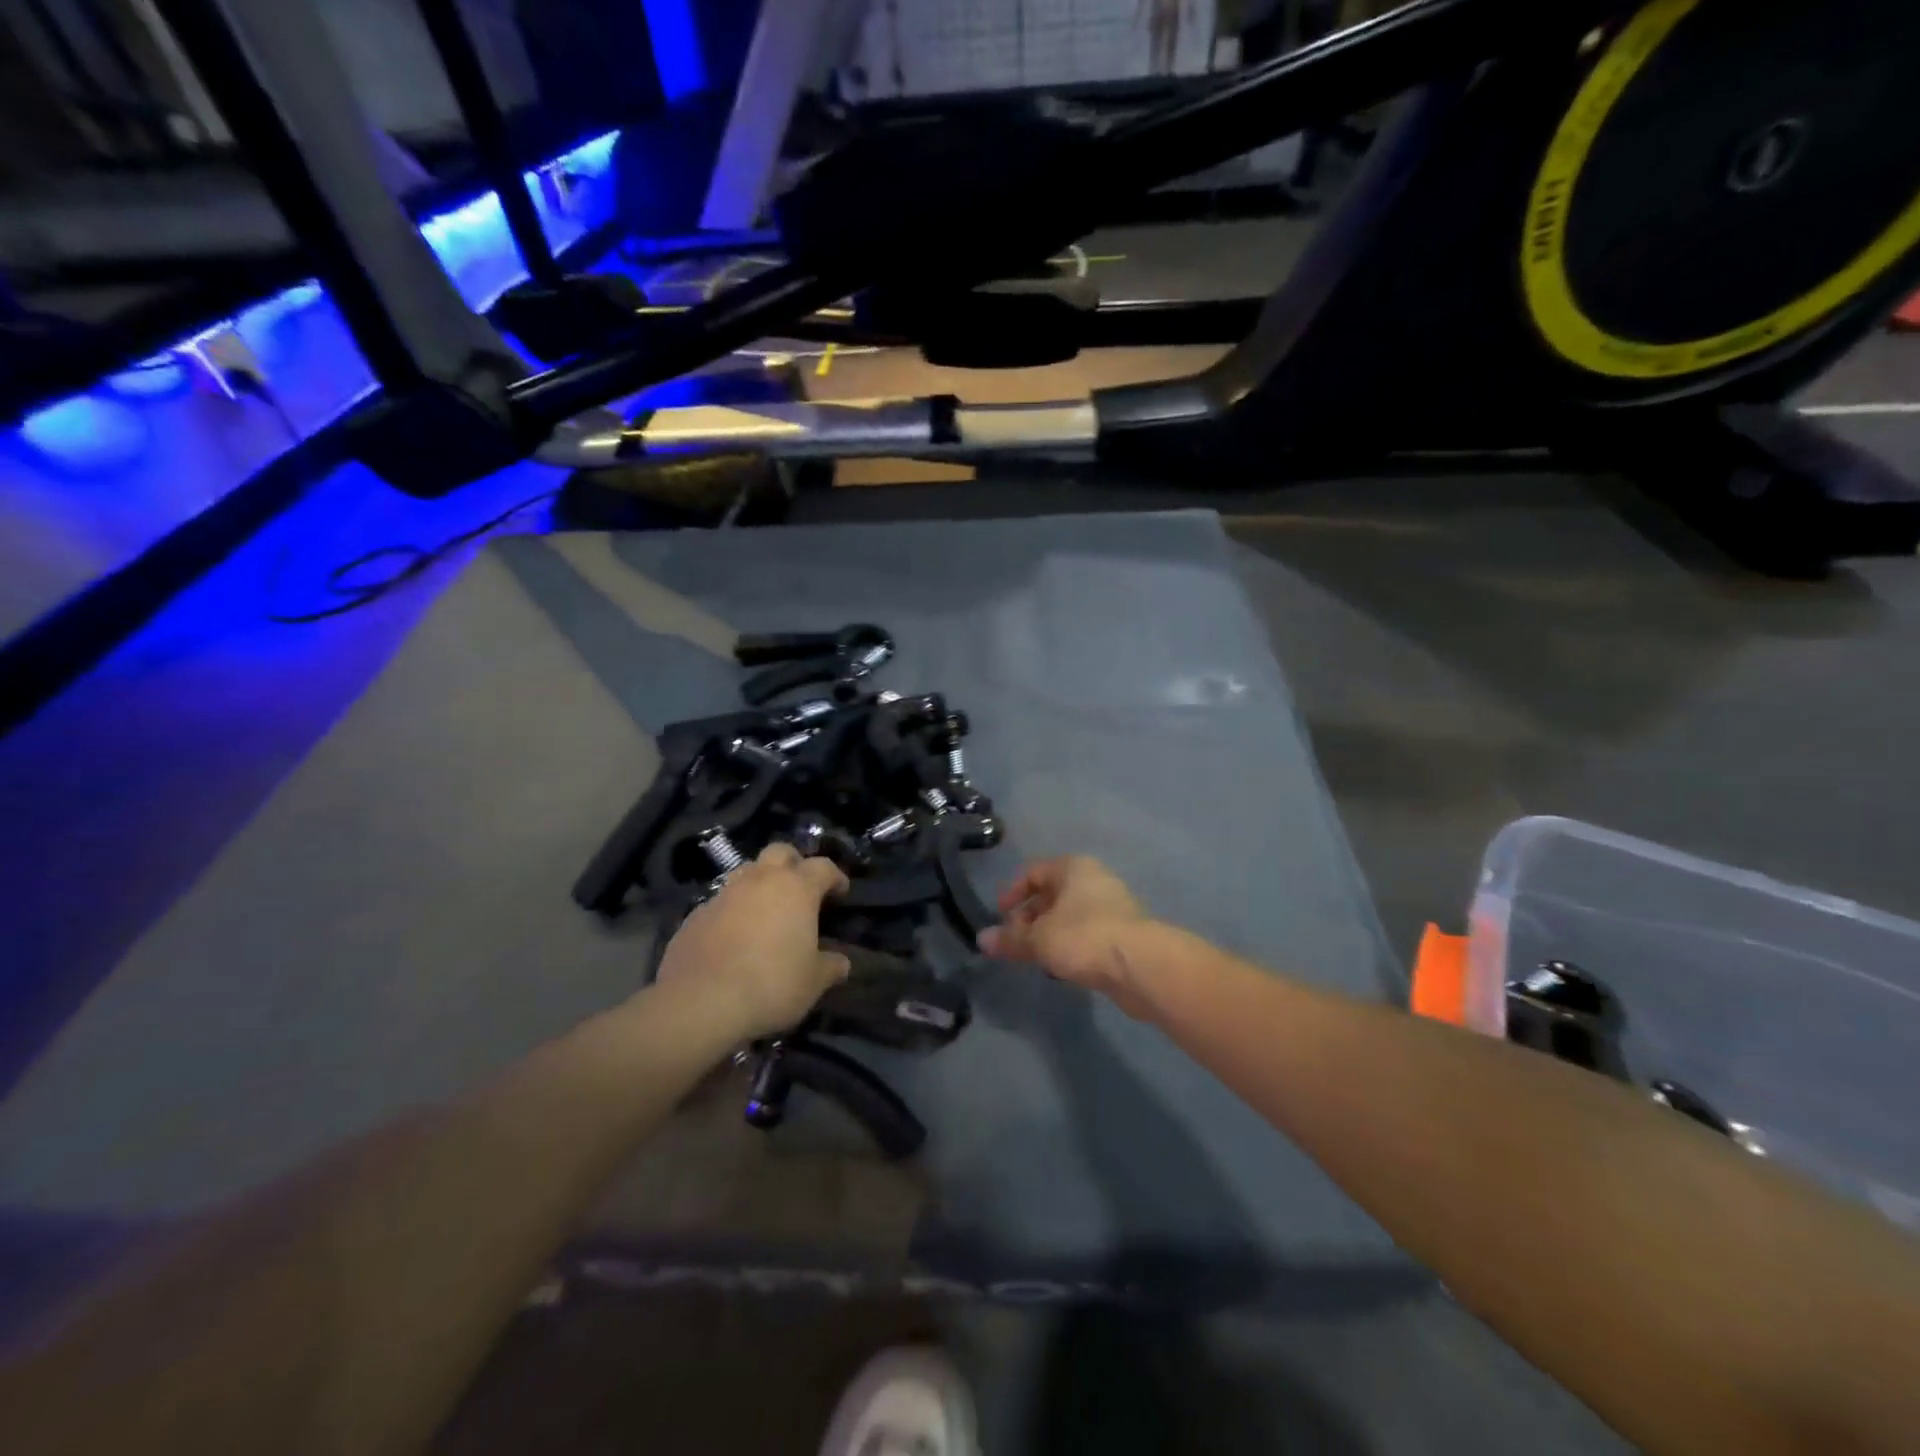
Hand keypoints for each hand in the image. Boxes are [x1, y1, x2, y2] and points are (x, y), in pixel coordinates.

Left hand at [656, 843, 850, 1040]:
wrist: (700, 1001)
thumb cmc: (771, 984)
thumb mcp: (813, 982)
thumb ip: (830, 967)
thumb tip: (841, 963)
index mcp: (796, 888)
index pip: (823, 867)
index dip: (835, 877)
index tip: (840, 893)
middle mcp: (760, 880)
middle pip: (781, 852)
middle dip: (794, 864)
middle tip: (800, 889)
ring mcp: (724, 894)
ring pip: (747, 872)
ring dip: (760, 884)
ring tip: (766, 912)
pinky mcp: (696, 914)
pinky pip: (721, 902)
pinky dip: (733, 911)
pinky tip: (734, 937)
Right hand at [979, 856, 1158, 1016]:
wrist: (1141, 965)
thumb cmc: (1083, 937)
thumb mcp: (1038, 939)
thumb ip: (1010, 939)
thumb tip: (982, 940)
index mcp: (1072, 868)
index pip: (1033, 872)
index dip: (1012, 893)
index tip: (999, 916)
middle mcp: (1093, 880)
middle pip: (1052, 894)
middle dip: (1029, 918)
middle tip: (1015, 942)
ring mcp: (1112, 906)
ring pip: (1069, 916)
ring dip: (1049, 934)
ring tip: (1035, 957)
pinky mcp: (1124, 934)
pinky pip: (1087, 934)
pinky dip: (1070, 946)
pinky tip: (1062, 966)